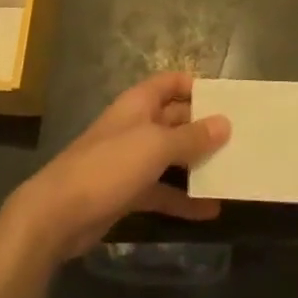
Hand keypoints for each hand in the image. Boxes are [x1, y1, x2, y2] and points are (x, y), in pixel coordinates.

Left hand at [0, 71, 230, 266]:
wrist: (58, 214)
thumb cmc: (108, 166)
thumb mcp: (155, 147)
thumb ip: (191, 136)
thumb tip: (225, 123)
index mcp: (138, 104)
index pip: (170, 83)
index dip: (195, 86)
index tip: (226, 100)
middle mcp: (135, 126)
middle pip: (174, 119)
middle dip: (203, 128)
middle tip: (239, 139)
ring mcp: (130, 160)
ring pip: (170, 156)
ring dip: (197, 164)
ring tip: (231, 172)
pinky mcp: (127, 192)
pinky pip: (162, 190)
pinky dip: (183, 199)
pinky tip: (210, 210)